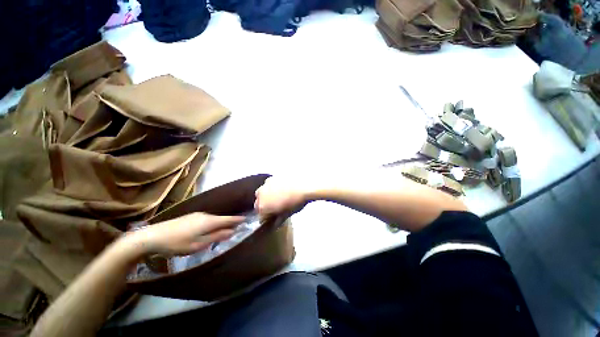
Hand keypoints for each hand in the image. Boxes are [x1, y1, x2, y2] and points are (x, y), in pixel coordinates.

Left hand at [126, 213, 243, 255]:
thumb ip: (216, 237)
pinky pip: (206, 219)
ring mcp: (196, 215)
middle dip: (229, 223)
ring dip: (220, 224)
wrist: (152, 236)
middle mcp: (205, 215)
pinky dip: (211, 224)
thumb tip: (231, 232)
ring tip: (224, 230)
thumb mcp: (198, 245)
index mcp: (209, 221)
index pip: (228, 219)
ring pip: (213, 219)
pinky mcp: (189, 217)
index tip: (246, 219)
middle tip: (236, 228)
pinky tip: (208, 230)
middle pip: (221, 218)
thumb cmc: (177, 243)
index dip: (238, 220)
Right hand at [254, 176, 311, 216]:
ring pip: (262, 193)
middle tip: (276, 207)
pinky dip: (272, 187)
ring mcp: (265, 184)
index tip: (273, 217)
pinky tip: (282, 188)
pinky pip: (269, 184)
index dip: (267, 217)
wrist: (304, 186)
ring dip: (267, 196)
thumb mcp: (287, 214)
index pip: (261, 216)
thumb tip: (275, 224)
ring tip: (279, 197)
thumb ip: (278, 220)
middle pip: (259, 203)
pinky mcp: (272, 177)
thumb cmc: (295, 202)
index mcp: (262, 206)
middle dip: (265, 206)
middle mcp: (260, 195)